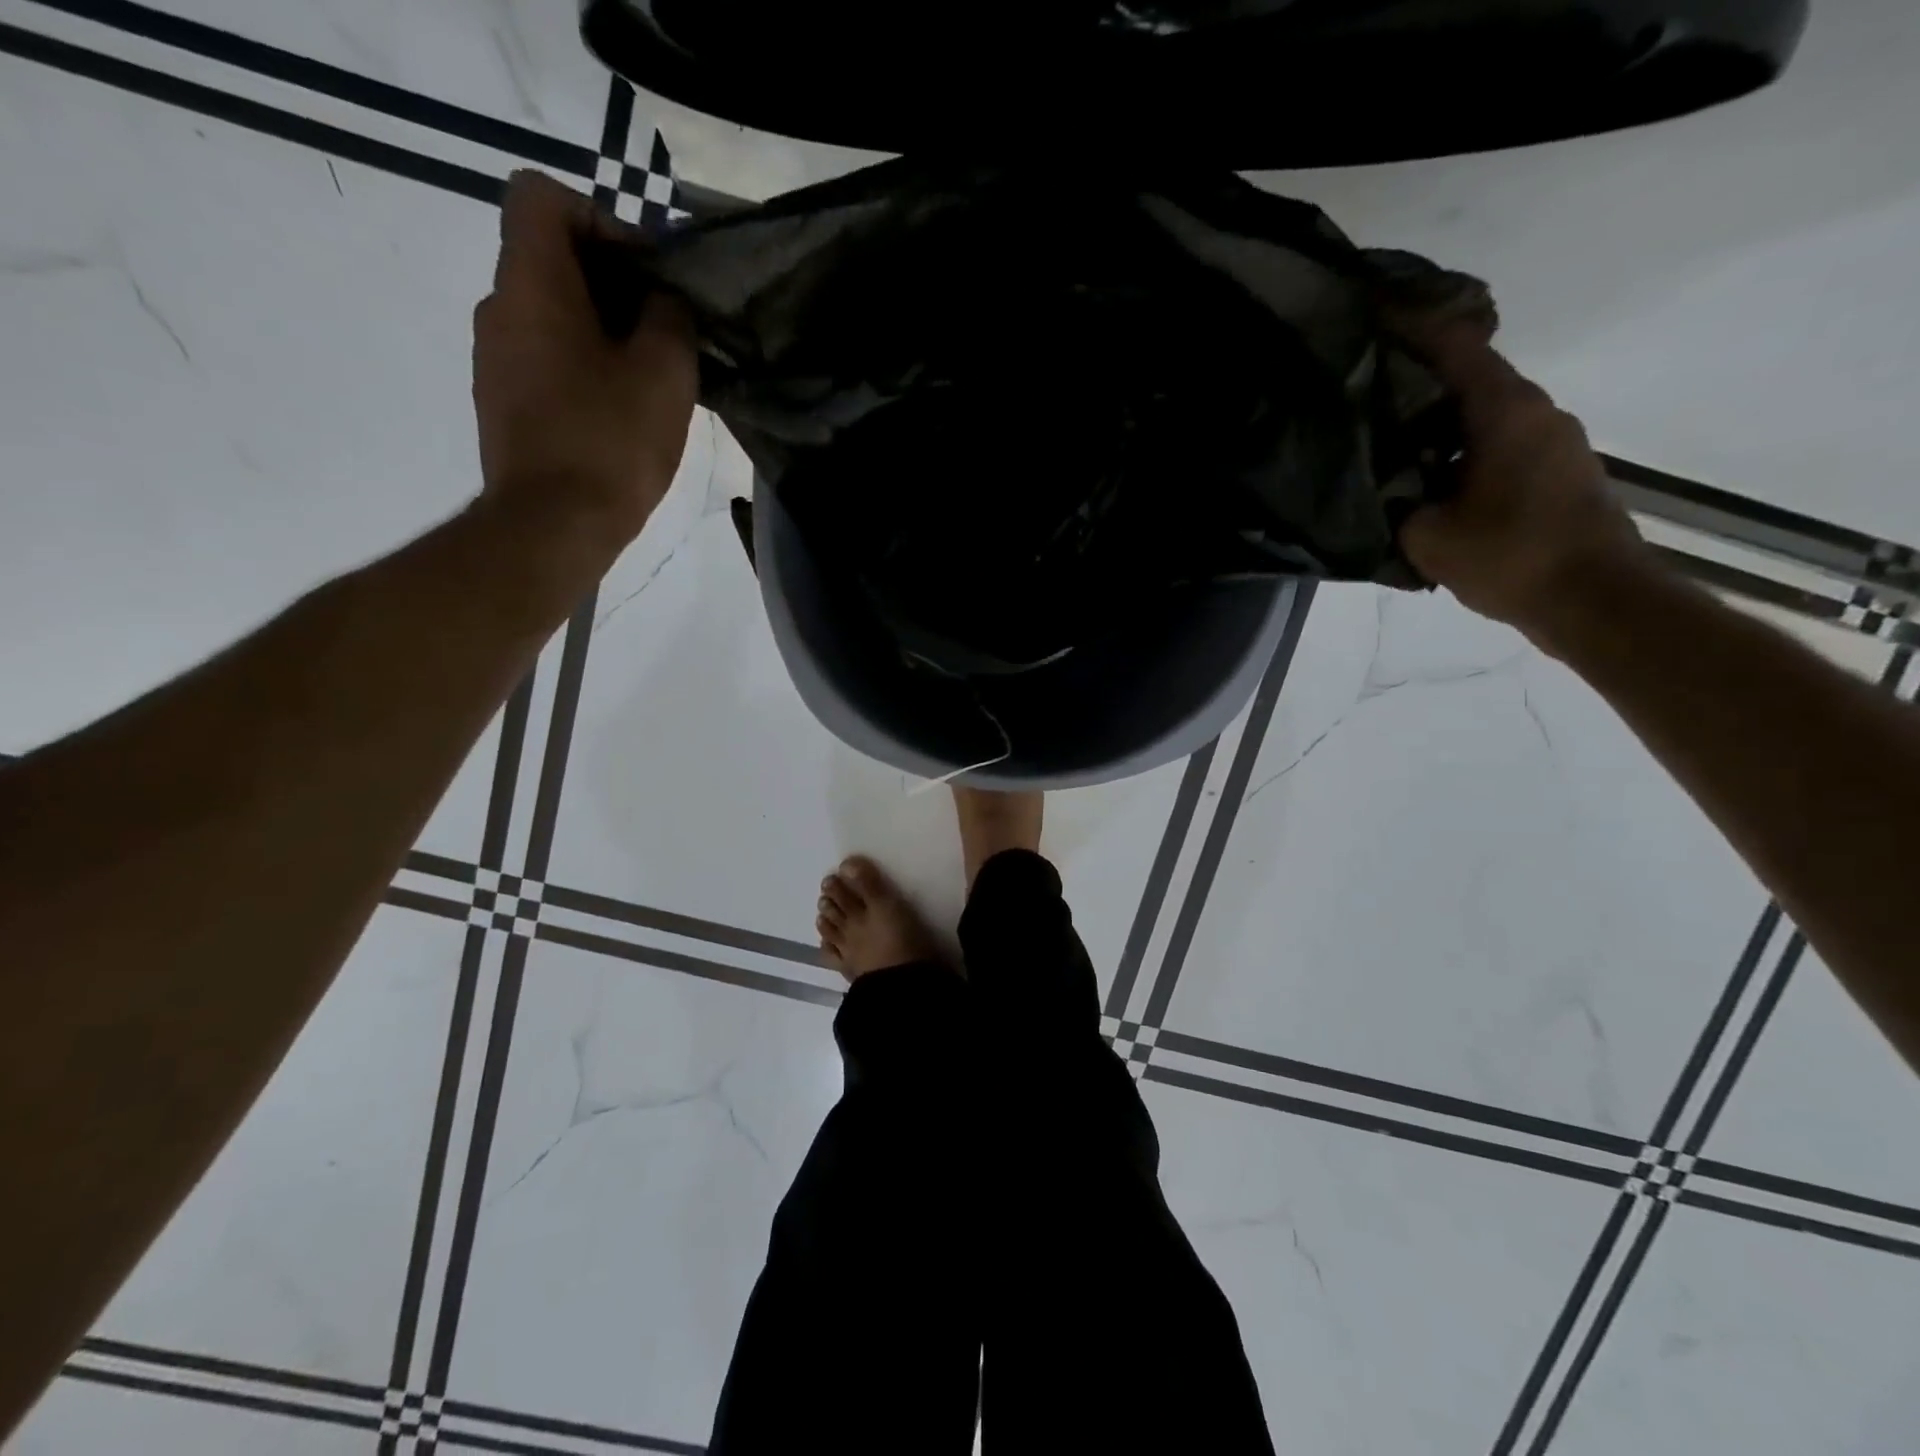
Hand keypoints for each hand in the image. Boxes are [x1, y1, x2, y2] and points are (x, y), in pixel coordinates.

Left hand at [472, 171, 698, 540]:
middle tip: (663, 332)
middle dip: (612, 283)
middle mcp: (498, 309)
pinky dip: (582, 366)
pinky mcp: (502, 404)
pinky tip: (620, 412)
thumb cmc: (611, 441)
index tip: (643, 273)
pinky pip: (544, 359)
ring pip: (549, 315)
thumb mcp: (666, 372)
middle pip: (549, 259)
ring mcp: (494, 360)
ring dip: (600, 331)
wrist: (553, 525)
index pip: (541, 197)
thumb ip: (670, 316)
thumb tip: (661, 300)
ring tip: (648, 379)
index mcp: (531, 285)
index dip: (598, 217)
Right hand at [1389, 308, 1653, 641]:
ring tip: (1385, 435)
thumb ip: (1396, 503)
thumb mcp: (1428, 536)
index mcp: (1505, 411)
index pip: (1456, 347)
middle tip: (1361, 386)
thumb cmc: (1511, 557)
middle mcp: (1536, 412)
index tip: (1371, 313)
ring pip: (1483, 412)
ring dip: (1437, 418)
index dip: (1412, 325)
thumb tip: (1380, 487)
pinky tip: (1425, 474)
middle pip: (1469, 376)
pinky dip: (1458, 446)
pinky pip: (1496, 441)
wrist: (1596, 600)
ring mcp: (1552, 440)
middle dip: (1416, 376)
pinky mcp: (1555, 470)